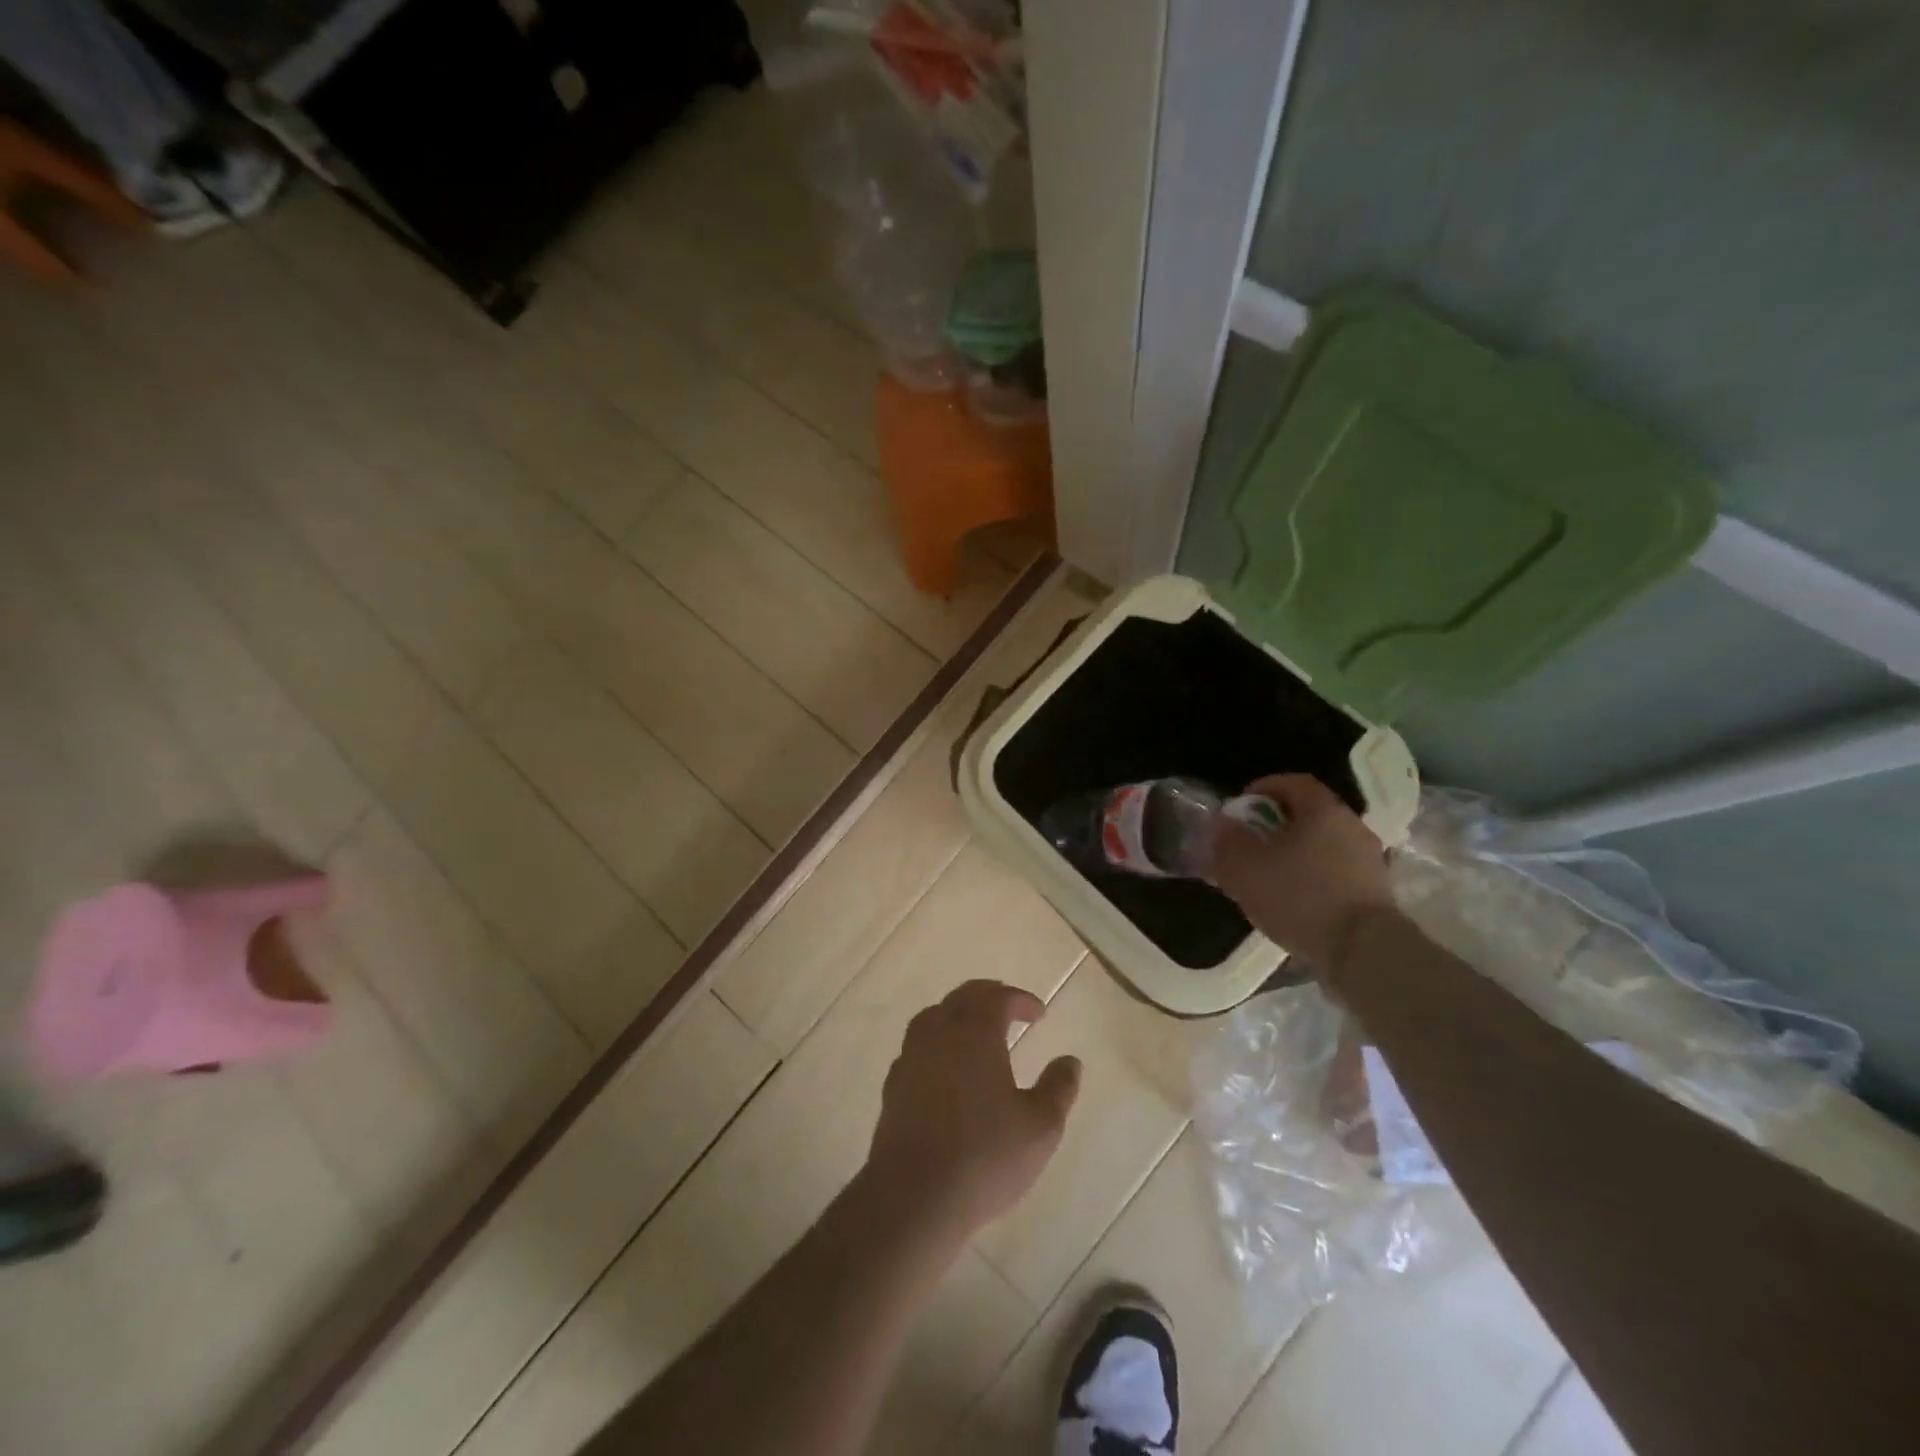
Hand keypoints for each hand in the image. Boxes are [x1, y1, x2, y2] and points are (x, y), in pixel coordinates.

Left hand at [865, 980, 1081, 1238]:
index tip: (1038, 1013)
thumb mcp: (1040, 1127)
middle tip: (1008, 1007)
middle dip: (988, 996)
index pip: (997, 998)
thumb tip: (1070, 1061)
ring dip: (957, 1014)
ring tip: (975, 1031)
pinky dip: (936, 1044)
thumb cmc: (984, 1156)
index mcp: (975, 1033)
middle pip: (962, 998)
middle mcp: (939, 1034)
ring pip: (933, 1017)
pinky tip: (945, 1068)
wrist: (913, 1196)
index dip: (1019, 1000)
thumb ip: (1058, 1089)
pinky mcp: (893, 1086)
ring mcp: (911, 1058)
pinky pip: (917, 1048)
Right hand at [1211, 773, 1396, 970]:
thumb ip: (1228, 841)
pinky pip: (1337, 871)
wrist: (1362, 951)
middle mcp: (1351, 826)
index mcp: (1322, 810)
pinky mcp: (1376, 891)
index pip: (1294, 782)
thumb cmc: (1299, 897)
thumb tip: (1224, 824)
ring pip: (1324, 843)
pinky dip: (1314, 875)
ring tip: (1271, 875)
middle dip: (1278, 823)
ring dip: (1297, 852)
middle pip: (1311, 813)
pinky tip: (1296, 899)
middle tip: (1252, 841)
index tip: (1242, 805)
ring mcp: (1369, 859)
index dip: (1265, 787)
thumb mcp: (1244, 869)